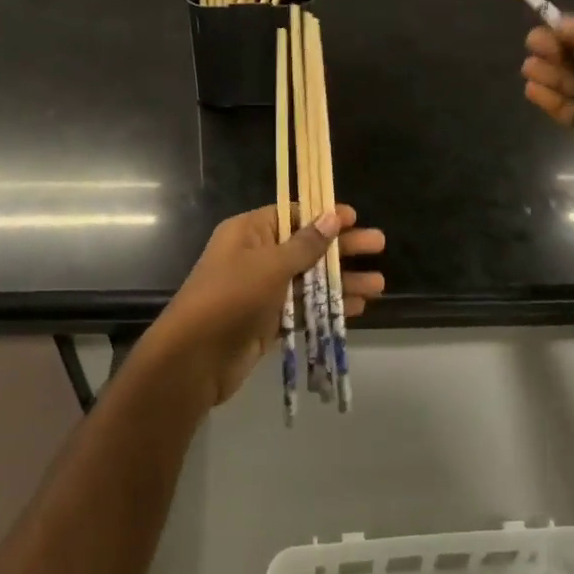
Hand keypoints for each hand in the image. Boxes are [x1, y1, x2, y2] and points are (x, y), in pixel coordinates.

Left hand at [149, 205, 385, 404]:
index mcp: (249, 232)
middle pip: (306, 246)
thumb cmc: (230, 298)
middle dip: (342, 247)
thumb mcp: (270, 265)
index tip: (355, 217)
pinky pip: (303, 308)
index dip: (323, 214)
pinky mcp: (268, 322)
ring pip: (309, 280)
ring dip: (341, 281)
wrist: (194, 359)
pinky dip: (327, 307)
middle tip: (380, 244)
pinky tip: (358, 309)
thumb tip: (332, 217)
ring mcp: (262, 291)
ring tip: (379, 285)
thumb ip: (305, 244)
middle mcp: (256, 256)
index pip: (292, 214)